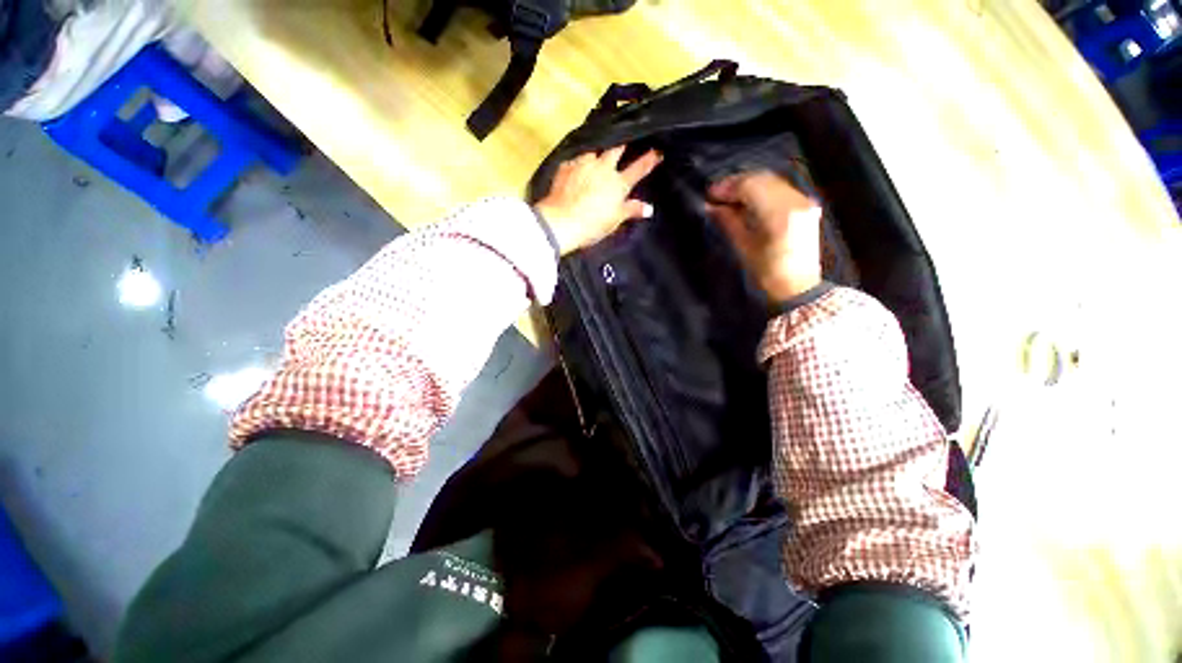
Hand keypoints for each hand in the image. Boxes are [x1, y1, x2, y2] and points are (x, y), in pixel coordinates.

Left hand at [534, 147, 662, 254]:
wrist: (561, 222)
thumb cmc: (592, 225)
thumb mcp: (615, 220)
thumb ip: (631, 210)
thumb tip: (649, 209)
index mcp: (618, 183)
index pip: (638, 168)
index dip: (649, 159)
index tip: (658, 151)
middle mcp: (602, 168)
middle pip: (616, 148)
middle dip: (623, 143)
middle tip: (625, 139)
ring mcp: (583, 164)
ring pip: (594, 149)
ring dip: (598, 150)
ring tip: (598, 151)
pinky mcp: (566, 166)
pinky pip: (575, 159)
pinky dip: (579, 161)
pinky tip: (577, 165)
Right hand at [707, 171, 823, 301]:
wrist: (799, 288)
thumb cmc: (768, 274)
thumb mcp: (744, 248)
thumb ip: (728, 222)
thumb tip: (710, 207)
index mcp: (779, 214)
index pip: (751, 187)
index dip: (728, 187)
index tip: (710, 194)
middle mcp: (795, 201)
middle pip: (763, 179)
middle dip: (737, 183)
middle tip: (717, 195)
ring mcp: (803, 202)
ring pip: (772, 181)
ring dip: (749, 185)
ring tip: (729, 197)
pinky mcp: (806, 206)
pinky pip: (780, 189)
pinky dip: (762, 190)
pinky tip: (748, 200)